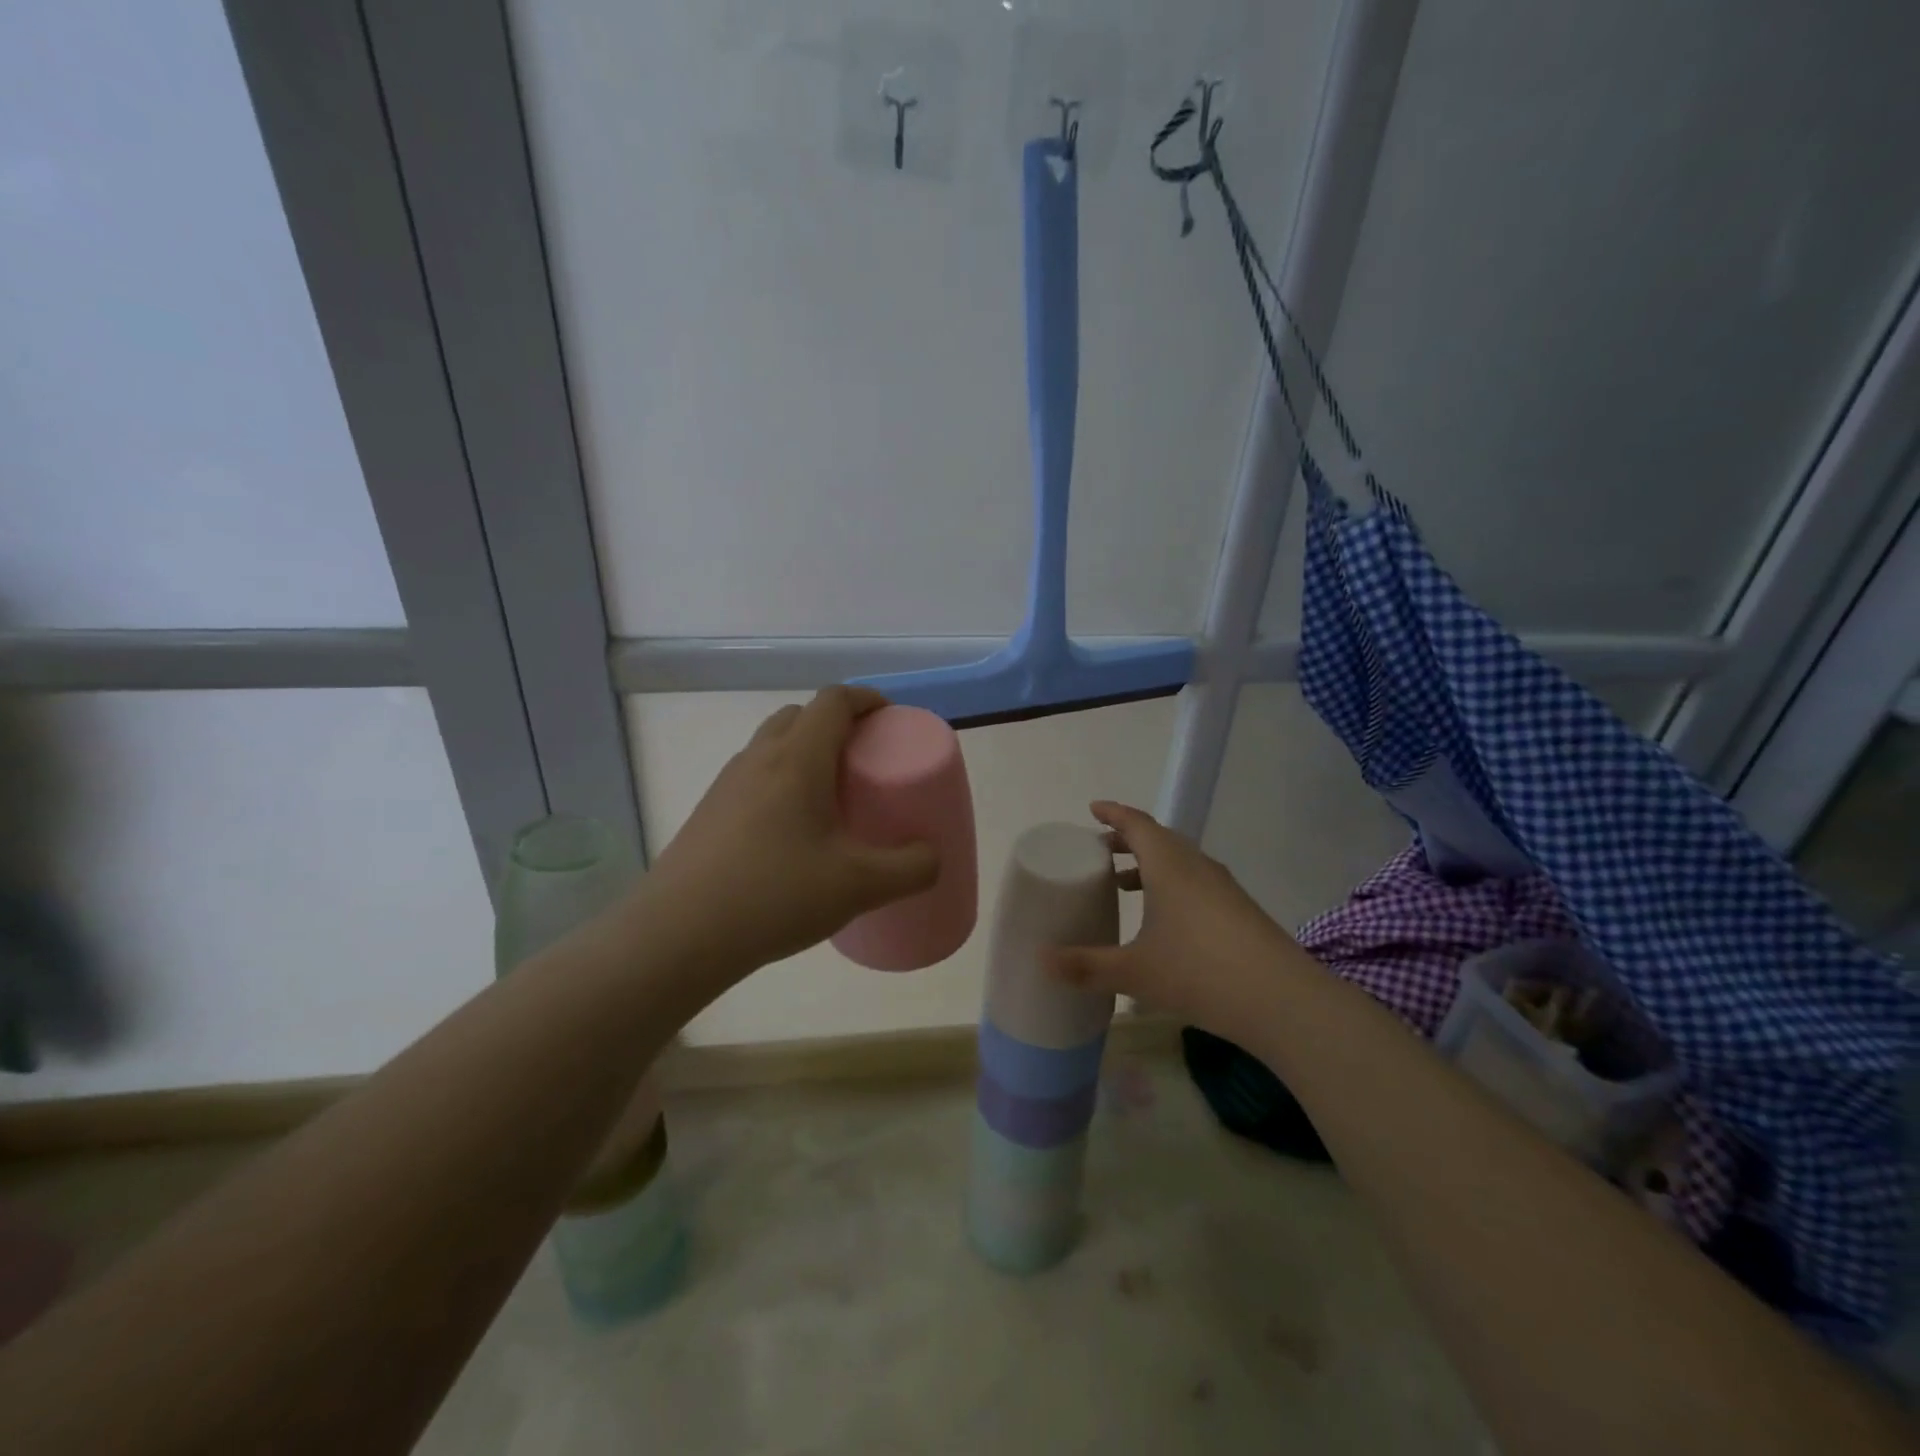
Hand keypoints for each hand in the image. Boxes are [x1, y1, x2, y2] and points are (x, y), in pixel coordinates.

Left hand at [643, 687, 939, 975]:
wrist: (678, 935)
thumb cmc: (775, 895)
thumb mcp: (860, 886)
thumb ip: (911, 869)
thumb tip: (932, 857)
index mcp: (798, 758)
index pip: (834, 700)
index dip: (867, 699)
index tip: (891, 718)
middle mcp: (759, 758)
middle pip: (801, 715)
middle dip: (836, 724)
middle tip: (863, 760)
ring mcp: (727, 784)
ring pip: (773, 745)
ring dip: (805, 752)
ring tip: (831, 797)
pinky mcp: (708, 812)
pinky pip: (753, 777)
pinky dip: (780, 782)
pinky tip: (792, 834)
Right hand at [1046, 801, 1301, 1034]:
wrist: (1283, 1001)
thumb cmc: (1200, 973)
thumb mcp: (1134, 972)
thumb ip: (1085, 966)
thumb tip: (1039, 961)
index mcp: (1169, 866)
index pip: (1137, 824)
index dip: (1113, 813)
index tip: (1093, 809)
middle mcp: (1197, 867)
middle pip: (1159, 839)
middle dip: (1128, 840)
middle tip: (1101, 851)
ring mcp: (1223, 888)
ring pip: (1181, 861)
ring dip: (1150, 864)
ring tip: (1125, 886)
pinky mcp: (1240, 911)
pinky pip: (1197, 881)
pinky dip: (1172, 885)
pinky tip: (1165, 921)